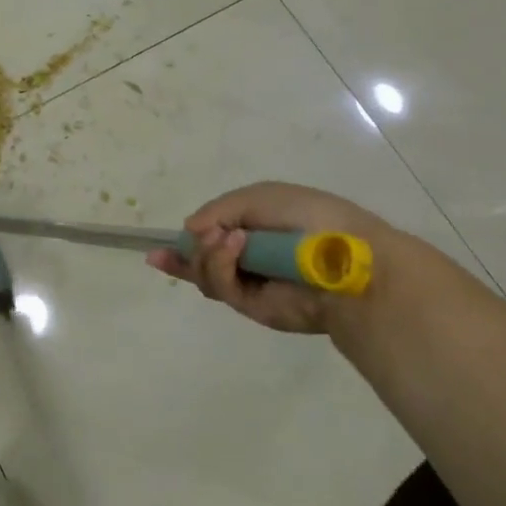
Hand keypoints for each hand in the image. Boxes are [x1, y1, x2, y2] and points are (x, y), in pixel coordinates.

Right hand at [146, 181, 401, 334]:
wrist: (347, 256)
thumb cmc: (308, 216)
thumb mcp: (257, 197)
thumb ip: (218, 210)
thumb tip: (189, 230)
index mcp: (252, 230)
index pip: (209, 239)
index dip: (183, 244)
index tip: (157, 251)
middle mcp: (248, 260)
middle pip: (199, 261)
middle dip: (189, 251)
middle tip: (199, 236)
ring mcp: (250, 285)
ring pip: (205, 275)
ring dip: (206, 254)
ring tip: (225, 239)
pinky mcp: (255, 308)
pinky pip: (222, 287)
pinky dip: (220, 264)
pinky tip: (234, 246)